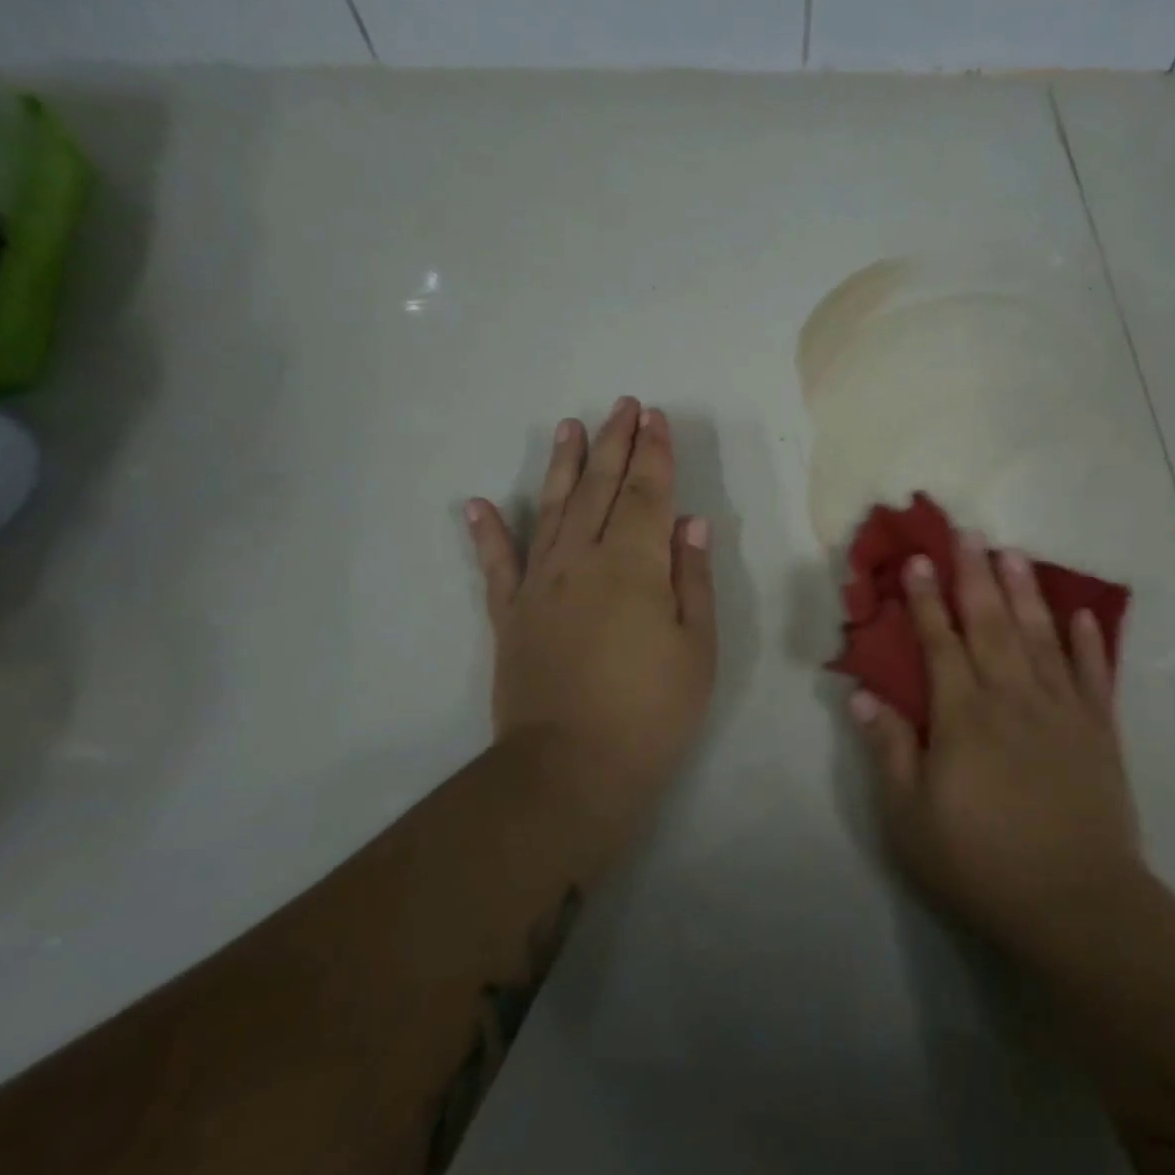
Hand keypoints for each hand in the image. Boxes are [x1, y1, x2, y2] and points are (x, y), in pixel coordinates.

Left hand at [466, 397, 716, 863]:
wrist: (571, 768)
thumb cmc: (652, 710)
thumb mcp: (696, 647)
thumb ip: (692, 578)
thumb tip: (690, 522)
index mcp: (634, 566)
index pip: (649, 495)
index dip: (655, 454)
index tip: (656, 418)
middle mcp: (583, 561)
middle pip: (602, 489)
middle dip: (615, 443)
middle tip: (623, 406)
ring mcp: (540, 586)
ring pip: (553, 510)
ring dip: (564, 466)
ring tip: (570, 428)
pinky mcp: (510, 616)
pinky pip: (497, 566)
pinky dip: (488, 533)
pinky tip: (478, 505)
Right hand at [850, 530, 1144, 953]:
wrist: (1075, 902)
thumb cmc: (980, 862)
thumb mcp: (911, 818)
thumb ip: (889, 750)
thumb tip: (863, 695)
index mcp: (963, 716)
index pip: (940, 643)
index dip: (927, 600)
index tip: (919, 561)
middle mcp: (1012, 697)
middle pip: (991, 624)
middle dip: (976, 575)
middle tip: (968, 533)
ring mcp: (1062, 710)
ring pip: (1041, 637)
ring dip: (1027, 592)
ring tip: (1015, 553)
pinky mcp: (1099, 731)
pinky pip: (1094, 675)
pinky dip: (1089, 642)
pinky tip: (1083, 614)